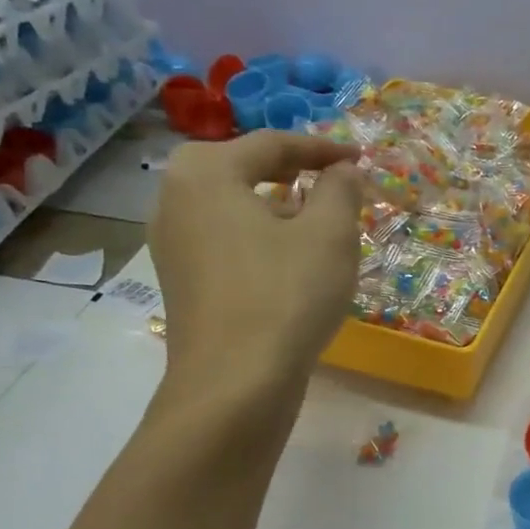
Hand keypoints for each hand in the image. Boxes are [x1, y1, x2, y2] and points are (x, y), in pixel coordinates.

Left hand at [149, 132, 362, 400]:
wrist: (235, 385)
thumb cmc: (286, 295)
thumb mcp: (330, 233)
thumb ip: (340, 188)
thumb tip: (342, 171)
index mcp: (204, 172)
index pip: (271, 143)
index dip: (322, 148)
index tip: (359, 159)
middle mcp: (174, 198)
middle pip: (244, 169)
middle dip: (295, 173)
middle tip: (336, 182)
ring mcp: (171, 243)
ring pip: (234, 207)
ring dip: (278, 206)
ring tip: (319, 221)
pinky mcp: (181, 281)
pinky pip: (226, 239)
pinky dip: (260, 236)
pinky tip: (290, 259)